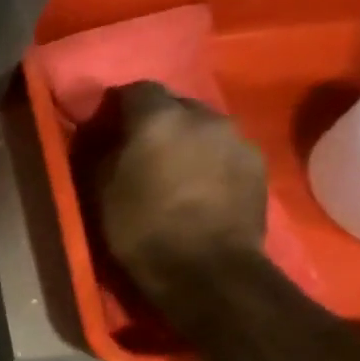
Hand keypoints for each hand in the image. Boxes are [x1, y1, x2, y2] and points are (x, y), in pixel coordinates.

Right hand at [99, 82, 267, 298]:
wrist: (207, 270)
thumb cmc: (140, 227)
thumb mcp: (100, 188)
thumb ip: (104, 151)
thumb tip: (107, 137)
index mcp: (159, 117)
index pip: (136, 89)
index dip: (120, 107)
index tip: (108, 128)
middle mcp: (203, 116)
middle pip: (176, 104)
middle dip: (157, 121)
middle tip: (141, 149)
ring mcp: (237, 139)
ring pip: (203, 127)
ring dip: (186, 140)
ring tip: (172, 169)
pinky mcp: (259, 165)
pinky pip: (224, 149)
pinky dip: (209, 159)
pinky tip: (199, 185)